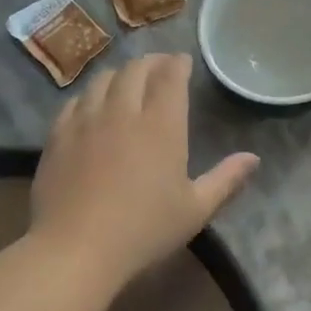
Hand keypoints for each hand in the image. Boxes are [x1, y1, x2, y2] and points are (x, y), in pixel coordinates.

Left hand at [31, 54, 258, 288]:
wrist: (75, 249)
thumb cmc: (144, 231)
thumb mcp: (195, 210)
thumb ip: (226, 180)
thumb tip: (253, 158)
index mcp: (161, 126)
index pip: (170, 77)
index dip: (178, 64)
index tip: (183, 62)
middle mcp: (123, 112)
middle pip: (135, 70)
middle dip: (151, 62)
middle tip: (160, 67)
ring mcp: (85, 121)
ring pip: (103, 80)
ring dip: (120, 74)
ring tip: (128, 80)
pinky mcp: (58, 136)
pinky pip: (74, 101)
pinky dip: (90, 94)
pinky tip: (92, 104)